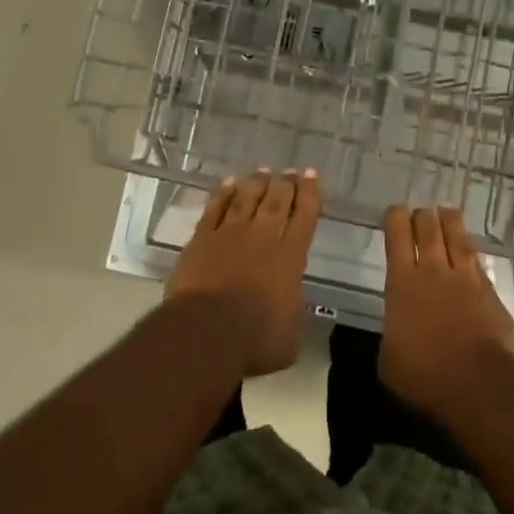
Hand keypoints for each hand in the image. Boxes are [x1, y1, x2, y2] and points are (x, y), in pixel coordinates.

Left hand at [165, 170, 322, 377]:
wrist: (204, 334)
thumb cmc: (254, 341)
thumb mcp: (290, 337)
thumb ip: (292, 312)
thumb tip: (291, 304)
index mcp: (290, 258)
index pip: (305, 216)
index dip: (310, 194)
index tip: (312, 176)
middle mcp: (262, 238)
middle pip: (276, 201)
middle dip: (286, 183)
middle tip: (290, 172)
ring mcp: (229, 234)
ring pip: (246, 198)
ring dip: (256, 183)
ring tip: (263, 172)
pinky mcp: (201, 239)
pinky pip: (215, 208)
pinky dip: (223, 194)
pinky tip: (228, 183)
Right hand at [380, 206, 513, 415]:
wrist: (479, 382)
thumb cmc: (424, 374)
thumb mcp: (389, 359)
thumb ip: (392, 334)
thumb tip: (398, 330)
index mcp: (402, 283)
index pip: (397, 238)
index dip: (395, 219)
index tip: (395, 211)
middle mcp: (433, 271)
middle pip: (429, 230)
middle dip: (423, 217)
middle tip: (421, 212)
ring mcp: (466, 279)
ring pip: (457, 238)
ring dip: (450, 222)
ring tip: (447, 212)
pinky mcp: (491, 292)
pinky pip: (477, 261)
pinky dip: (470, 251)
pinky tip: (469, 249)